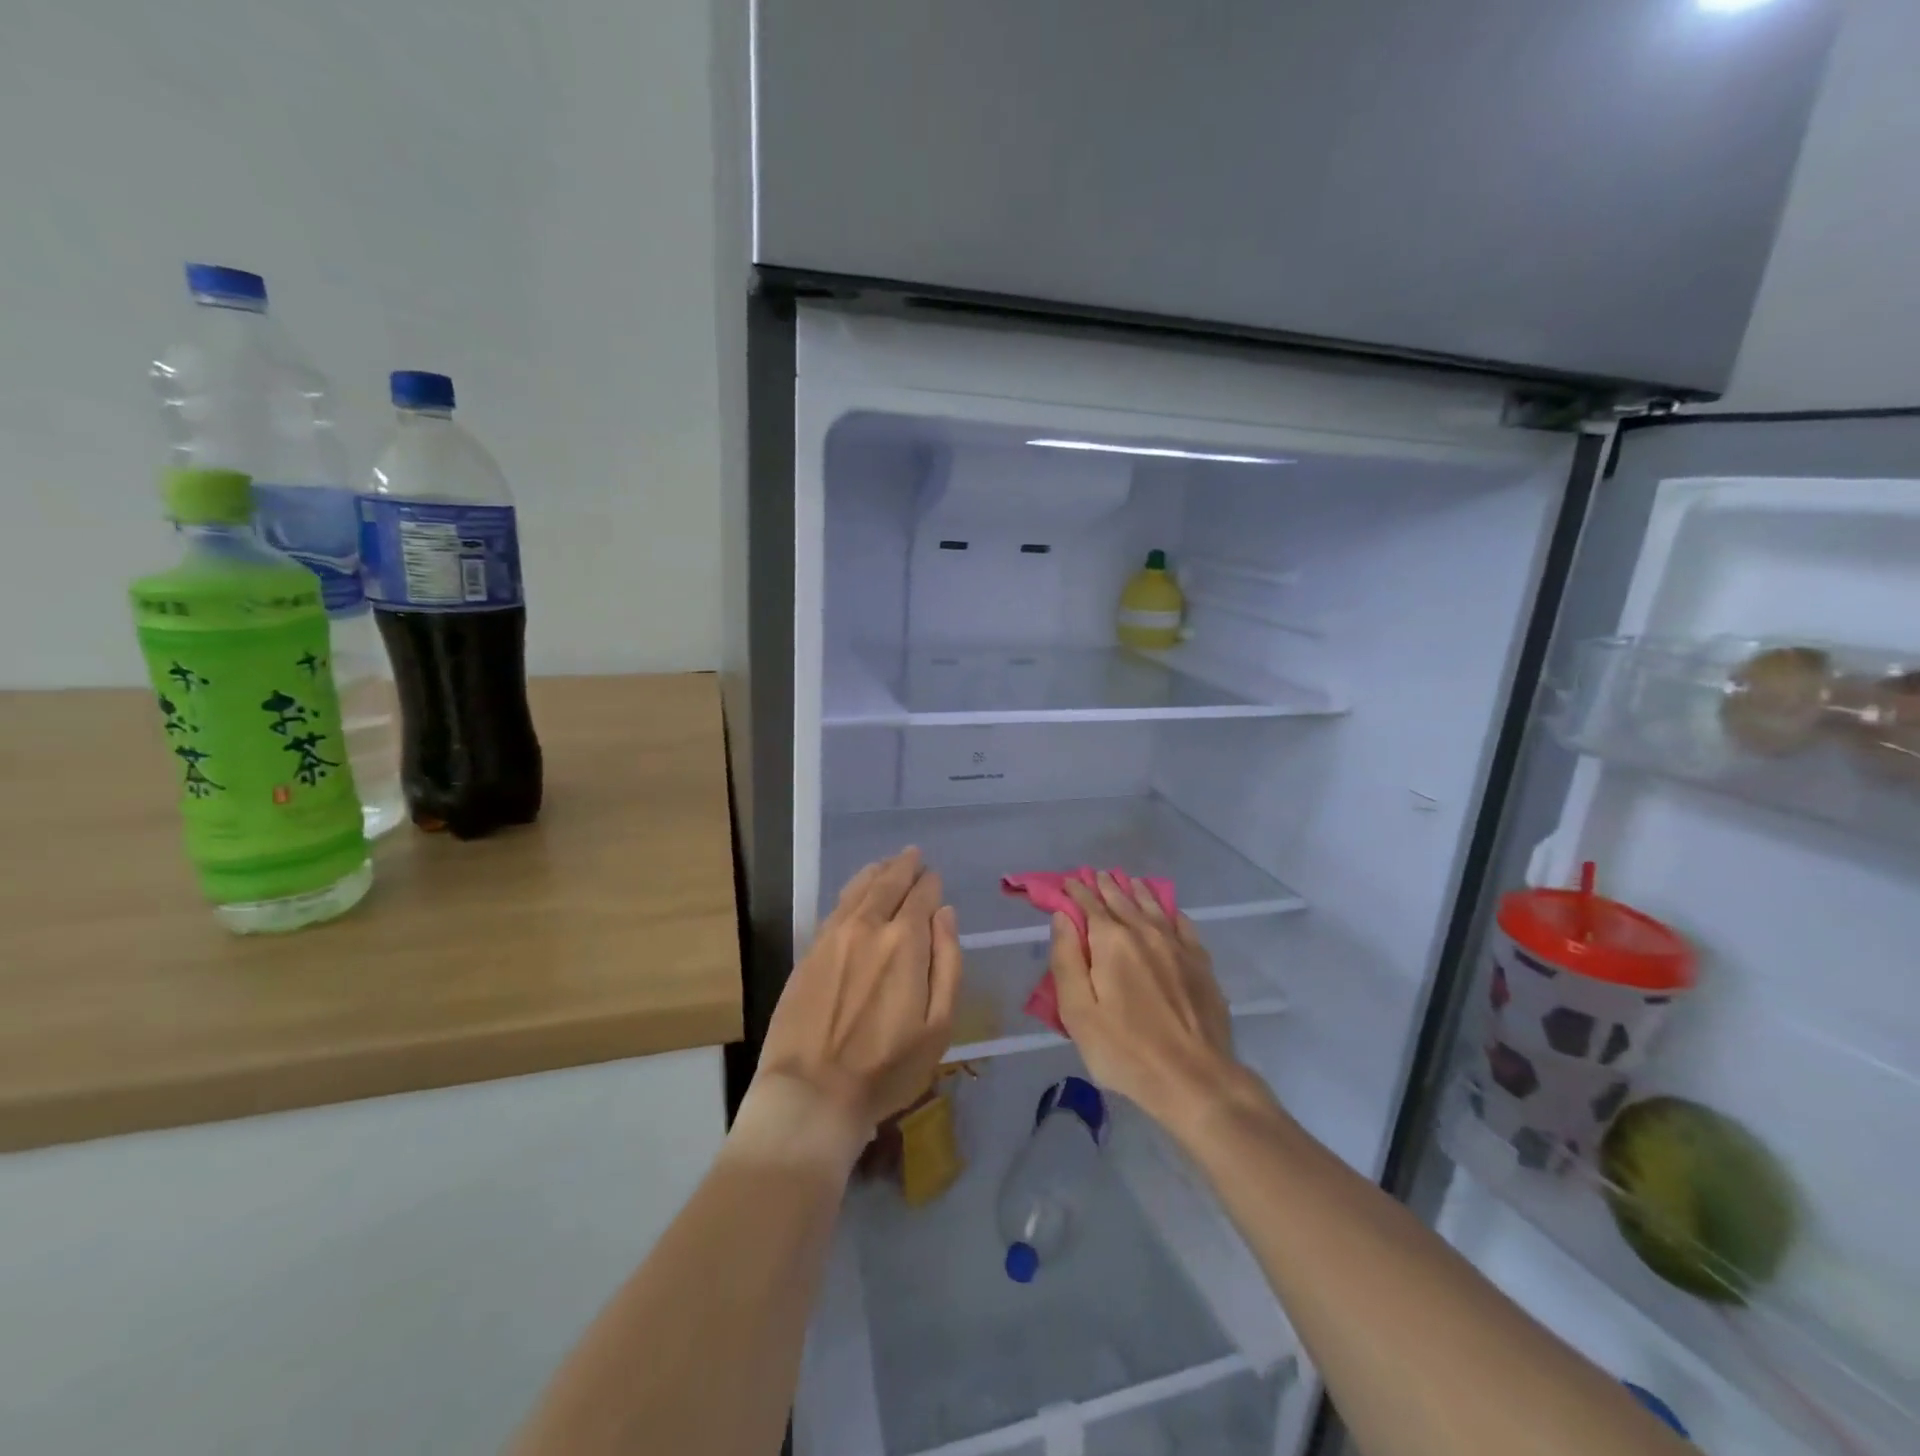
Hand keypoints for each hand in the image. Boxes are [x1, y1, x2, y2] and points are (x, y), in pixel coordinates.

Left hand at [751, 848, 961, 1155]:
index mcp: (904, 942)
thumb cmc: (886, 1068)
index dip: (931, 884)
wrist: (812, 1093)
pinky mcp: (810, 951)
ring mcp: (834, 936)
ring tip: (888, 864)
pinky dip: (853, 889)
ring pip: (859, 888)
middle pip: (889, 883)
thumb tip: (945, 913)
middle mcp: (868, 926)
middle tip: (914, 855)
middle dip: (905, 866)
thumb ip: (948, 962)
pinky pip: (837, 906)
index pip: (921, 896)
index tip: (935, 879)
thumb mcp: (938, 1025)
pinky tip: (858, 890)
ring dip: (877, 872)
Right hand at [1049, 873, 1249, 1130]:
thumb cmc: (1125, 1050)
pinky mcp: (1201, 963)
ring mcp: (1177, 946)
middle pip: (1122, 900)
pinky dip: (1169, 911)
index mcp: (1111, 941)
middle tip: (1095, 875)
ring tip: (1127, 881)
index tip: (1067, 882)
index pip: (1089, 904)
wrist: (1195, 1079)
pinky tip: (1168, 911)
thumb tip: (1062, 917)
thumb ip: (1066, 959)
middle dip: (1105, 886)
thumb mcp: (1078, 1012)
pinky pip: (1182, 924)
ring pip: (1153, 907)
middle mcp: (1145, 932)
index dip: (1076, 891)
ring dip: (1136, 892)